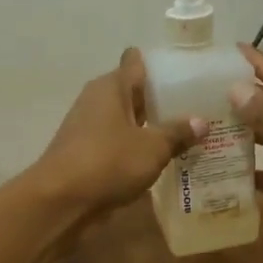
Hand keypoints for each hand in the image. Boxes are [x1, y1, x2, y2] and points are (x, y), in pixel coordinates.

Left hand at [33, 49, 207, 218]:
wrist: (61, 202)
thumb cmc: (108, 162)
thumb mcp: (152, 148)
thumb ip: (178, 133)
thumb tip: (201, 122)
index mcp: (111, 86)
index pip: (136, 61)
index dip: (161, 65)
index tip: (188, 74)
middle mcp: (98, 101)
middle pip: (135, 92)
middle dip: (164, 101)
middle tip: (201, 109)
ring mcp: (90, 129)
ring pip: (129, 121)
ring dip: (153, 129)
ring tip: (190, 136)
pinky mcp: (88, 155)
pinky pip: (120, 145)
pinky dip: (139, 149)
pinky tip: (165, 160)